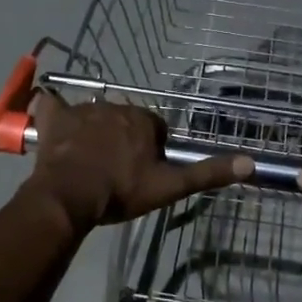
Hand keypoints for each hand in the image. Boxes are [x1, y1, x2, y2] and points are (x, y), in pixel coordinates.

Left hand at [25, 92, 252, 234]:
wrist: (70, 196)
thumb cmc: (121, 191)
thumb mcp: (169, 186)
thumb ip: (207, 173)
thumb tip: (251, 163)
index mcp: (143, 120)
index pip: (155, 129)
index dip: (151, 150)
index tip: (142, 172)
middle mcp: (115, 107)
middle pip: (125, 121)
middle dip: (123, 139)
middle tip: (116, 170)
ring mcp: (82, 110)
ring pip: (94, 116)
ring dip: (94, 131)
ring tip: (87, 162)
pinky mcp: (54, 118)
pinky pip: (52, 105)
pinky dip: (52, 110)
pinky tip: (51, 117)